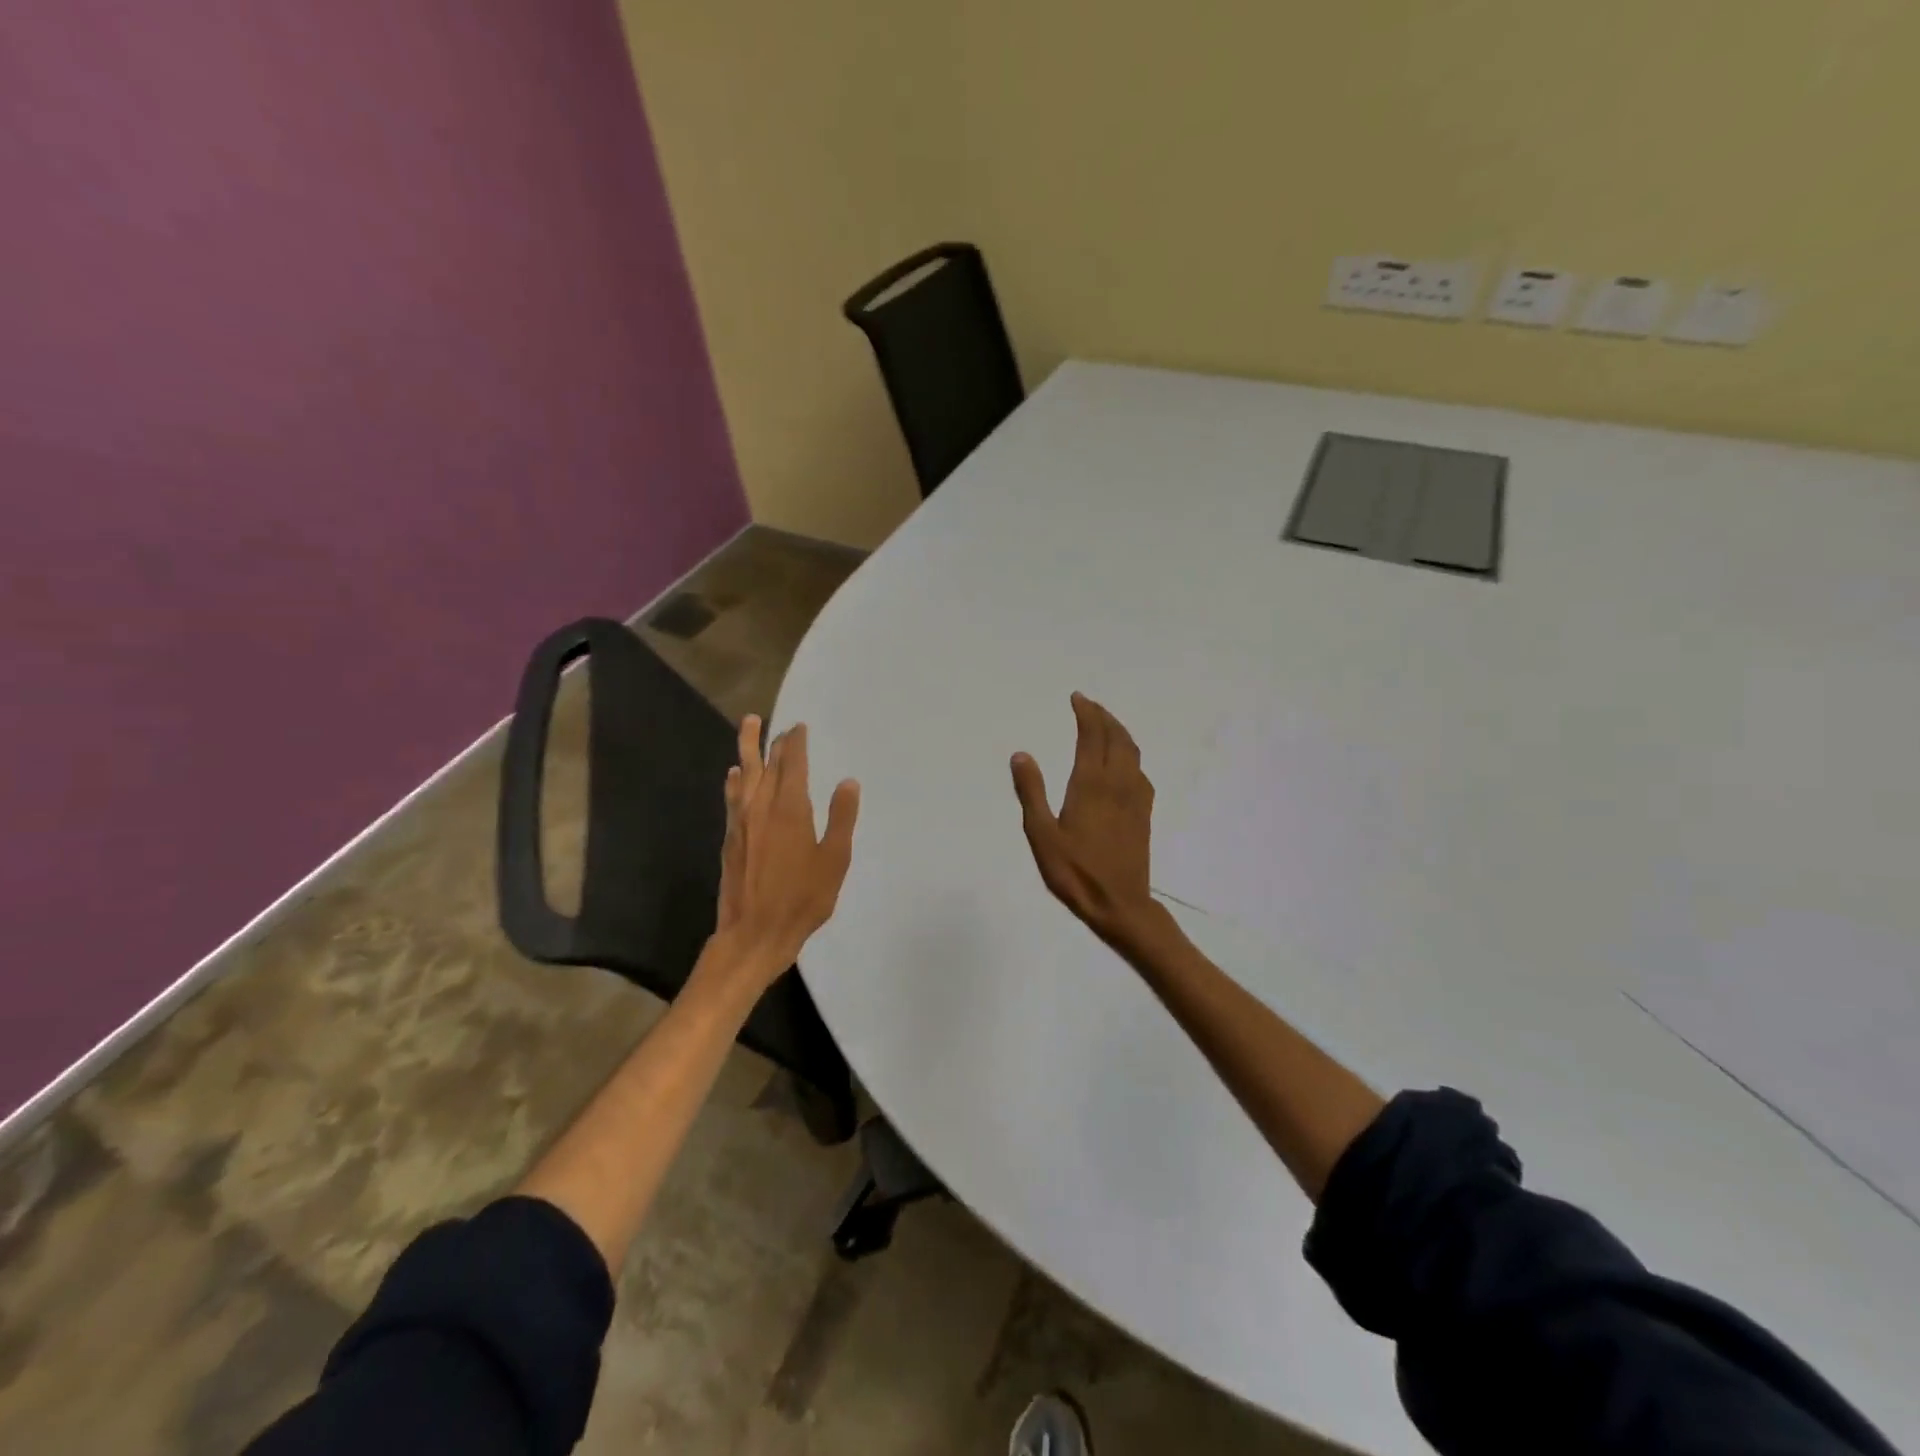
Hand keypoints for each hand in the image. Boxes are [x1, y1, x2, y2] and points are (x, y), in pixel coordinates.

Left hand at [711, 714, 859, 987]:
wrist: (754, 933)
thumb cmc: (802, 899)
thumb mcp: (834, 860)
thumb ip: (841, 819)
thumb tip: (848, 782)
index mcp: (790, 810)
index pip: (792, 765)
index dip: (796, 744)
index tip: (799, 727)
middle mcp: (762, 808)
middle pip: (766, 765)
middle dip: (772, 742)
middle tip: (774, 722)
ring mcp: (742, 823)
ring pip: (744, 776)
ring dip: (746, 750)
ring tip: (748, 726)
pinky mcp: (731, 840)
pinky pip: (733, 799)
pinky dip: (735, 782)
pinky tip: (735, 776)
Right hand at [1011, 693, 1160, 948]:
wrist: (1120, 904)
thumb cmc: (1075, 871)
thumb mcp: (1042, 834)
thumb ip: (1031, 792)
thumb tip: (1021, 754)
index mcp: (1091, 783)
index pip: (1092, 736)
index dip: (1086, 713)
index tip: (1077, 698)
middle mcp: (1118, 783)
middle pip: (1117, 738)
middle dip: (1104, 717)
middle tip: (1089, 705)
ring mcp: (1135, 798)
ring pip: (1133, 752)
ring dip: (1119, 732)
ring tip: (1106, 725)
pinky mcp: (1144, 813)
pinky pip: (1140, 771)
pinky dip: (1130, 755)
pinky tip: (1124, 764)